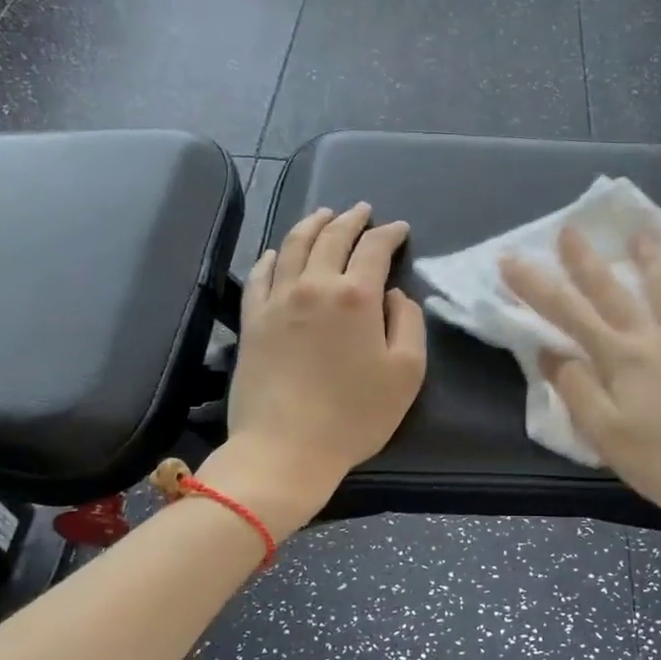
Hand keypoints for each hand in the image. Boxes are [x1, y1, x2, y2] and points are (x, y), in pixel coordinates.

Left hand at [222, 204, 427, 523]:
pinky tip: (277, 252)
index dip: (390, 234)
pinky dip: (272, 256)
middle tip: (362, 210)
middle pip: (332, 238)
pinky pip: (260, 275)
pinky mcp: (252, 321)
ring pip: (293, 246)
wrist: (285, 449)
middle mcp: (314, 286)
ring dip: (312, 225)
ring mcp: (277, 301)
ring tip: (324, 215)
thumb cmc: (355, 415)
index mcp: (356, 296)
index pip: (374, 249)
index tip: (400, 229)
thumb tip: (394, 296)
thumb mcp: (406, 373)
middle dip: (351, 220)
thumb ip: (408, 324)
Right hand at [500, 226, 660, 552]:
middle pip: (613, 291)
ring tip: (641, 230)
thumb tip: (550, 352)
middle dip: (586, 260)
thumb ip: (576, 390)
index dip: (535, 286)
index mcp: (621, 359)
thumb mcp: (607, 436)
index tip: (510, 260)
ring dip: (650, 257)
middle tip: (570, 228)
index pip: (568, 314)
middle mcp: (655, 338)